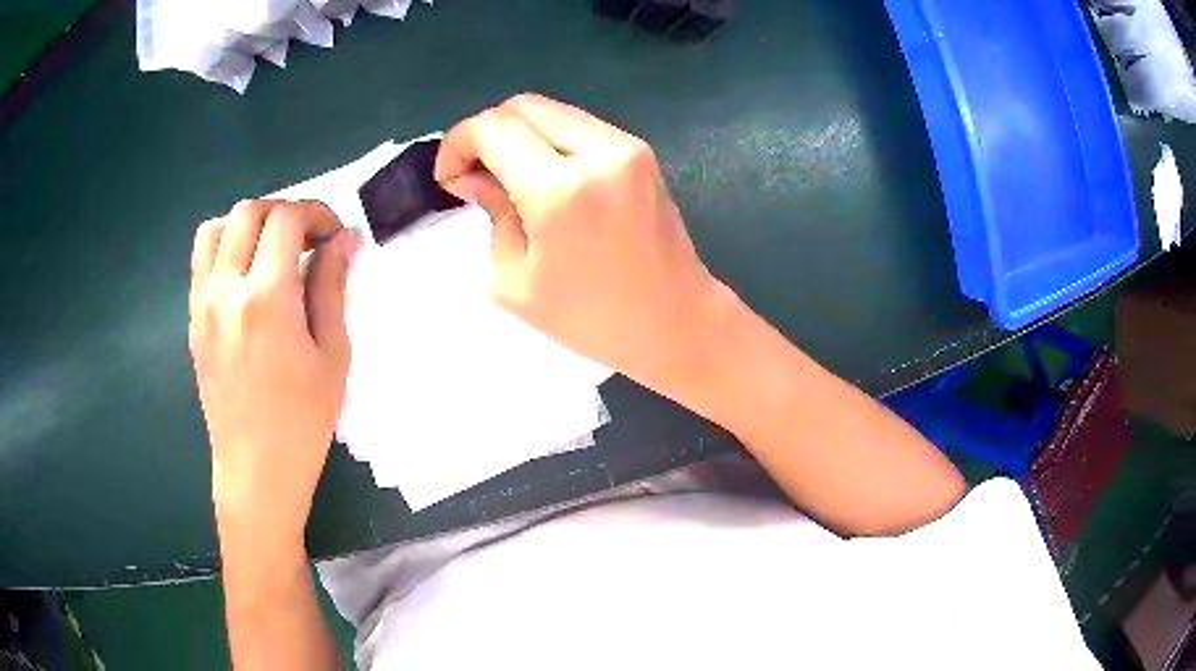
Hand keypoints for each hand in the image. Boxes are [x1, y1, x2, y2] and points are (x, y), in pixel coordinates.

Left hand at [188, 200, 357, 549]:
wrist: (256, 469)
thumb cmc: (303, 421)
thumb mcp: (332, 355)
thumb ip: (333, 287)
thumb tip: (344, 239)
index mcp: (265, 298)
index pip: (286, 220)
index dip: (316, 214)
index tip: (335, 235)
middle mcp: (225, 290)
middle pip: (249, 212)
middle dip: (285, 212)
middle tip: (308, 241)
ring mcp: (202, 304)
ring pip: (216, 228)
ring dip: (248, 224)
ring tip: (271, 251)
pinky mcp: (193, 320)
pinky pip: (202, 260)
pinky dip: (226, 247)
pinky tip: (248, 276)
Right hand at [435, 94, 728, 393]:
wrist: (676, 322)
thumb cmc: (591, 320)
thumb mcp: (515, 281)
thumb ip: (491, 212)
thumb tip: (475, 175)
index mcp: (560, 189)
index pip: (491, 128)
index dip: (457, 144)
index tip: (450, 178)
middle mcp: (597, 152)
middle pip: (521, 106)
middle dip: (485, 133)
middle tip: (474, 175)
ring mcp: (626, 147)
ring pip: (551, 110)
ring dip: (517, 134)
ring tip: (507, 177)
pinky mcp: (640, 152)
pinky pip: (578, 126)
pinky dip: (548, 139)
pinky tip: (543, 176)